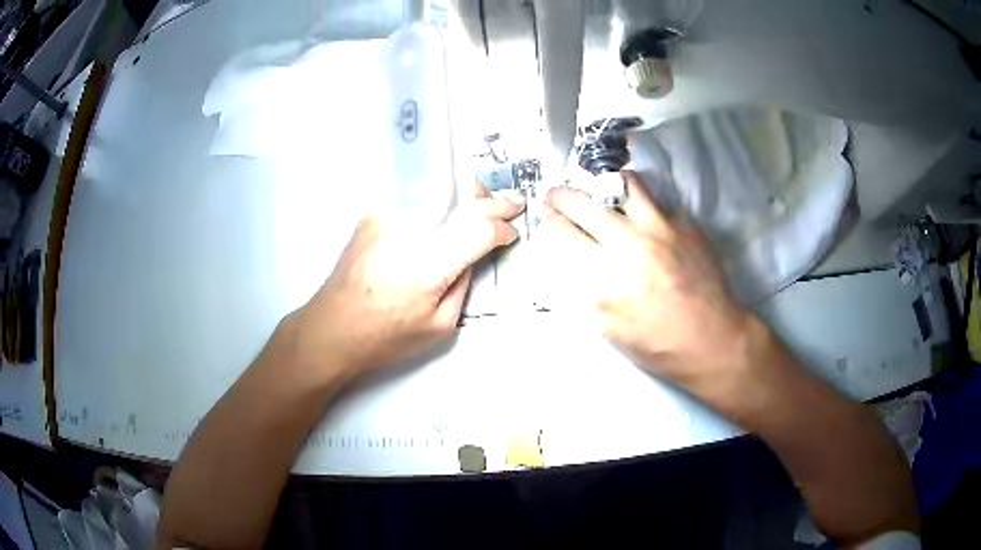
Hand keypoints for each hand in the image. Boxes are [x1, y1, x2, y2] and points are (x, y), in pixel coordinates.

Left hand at [289, 184, 524, 379]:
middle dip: (492, 201)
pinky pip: (413, 202)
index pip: (478, 231)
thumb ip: (463, 283)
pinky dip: (434, 204)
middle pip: (461, 202)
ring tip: (482, 201)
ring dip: (465, 196)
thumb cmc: (386, 337)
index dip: (501, 228)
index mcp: (429, 266)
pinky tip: (443, 212)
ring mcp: (387, 218)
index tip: (513, 231)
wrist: (331, 327)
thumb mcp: (440, 325)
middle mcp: (409, 232)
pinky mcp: (372, 215)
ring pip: (438, 194)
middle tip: (513, 202)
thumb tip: (472, 253)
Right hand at [543, 171, 756, 394]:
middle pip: (585, 203)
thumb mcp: (610, 328)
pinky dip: (644, 206)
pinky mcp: (686, 225)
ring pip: (625, 185)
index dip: (550, 221)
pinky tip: (644, 219)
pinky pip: (659, 202)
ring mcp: (661, 229)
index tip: (547, 215)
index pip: (564, 233)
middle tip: (557, 194)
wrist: (712, 340)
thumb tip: (575, 260)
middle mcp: (630, 243)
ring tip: (600, 188)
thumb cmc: (659, 345)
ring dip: (604, 184)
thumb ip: (587, 290)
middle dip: (563, 195)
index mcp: (605, 275)